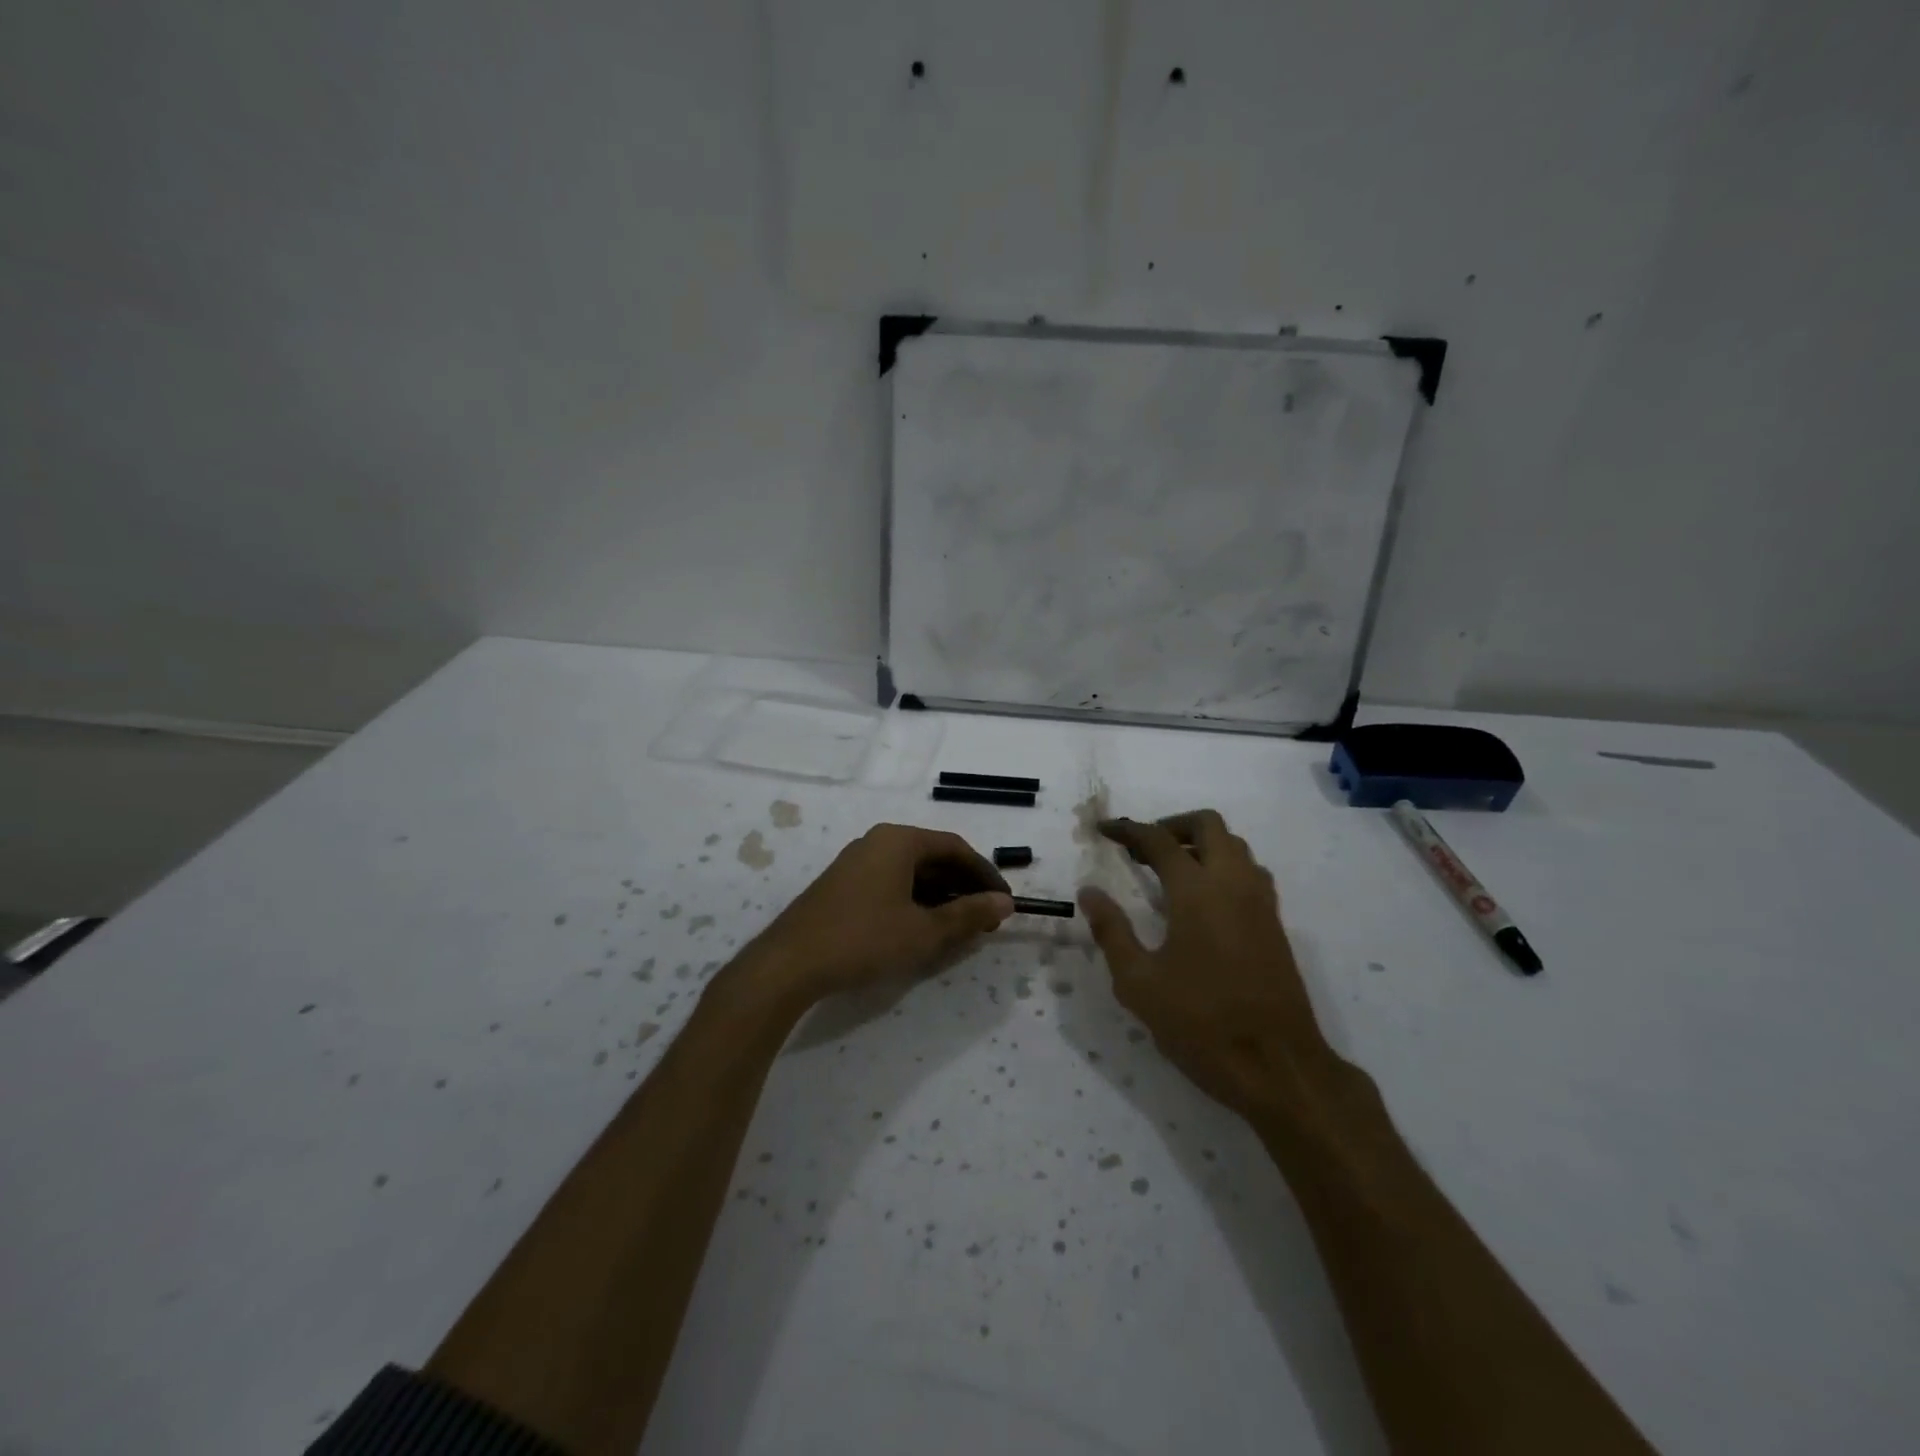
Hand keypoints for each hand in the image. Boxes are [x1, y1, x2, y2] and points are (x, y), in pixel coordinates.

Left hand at [746, 823, 1013, 1004]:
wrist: (789, 963)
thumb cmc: (863, 940)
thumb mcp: (923, 931)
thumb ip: (968, 915)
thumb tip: (1005, 903)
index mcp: (899, 841)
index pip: (955, 848)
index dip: (984, 874)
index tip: (1004, 902)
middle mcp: (877, 842)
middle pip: (933, 856)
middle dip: (963, 886)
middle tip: (985, 918)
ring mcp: (856, 862)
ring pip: (911, 872)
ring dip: (940, 895)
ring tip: (959, 926)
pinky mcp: (842, 885)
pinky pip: (891, 883)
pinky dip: (914, 901)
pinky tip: (922, 928)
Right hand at [1079, 811, 1336, 1123]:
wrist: (1278, 1067)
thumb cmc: (1201, 1024)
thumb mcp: (1139, 983)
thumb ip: (1112, 931)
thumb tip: (1089, 892)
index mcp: (1197, 892)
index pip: (1159, 840)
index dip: (1128, 830)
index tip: (1103, 830)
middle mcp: (1233, 884)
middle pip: (1208, 825)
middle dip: (1171, 825)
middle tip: (1142, 848)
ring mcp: (1260, 903)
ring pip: (1235, 845)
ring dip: (1201, 843)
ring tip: (1170, 869)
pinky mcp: (1275, 924)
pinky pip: (1250, 872)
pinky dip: (1223, 865)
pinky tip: (1203, 899)